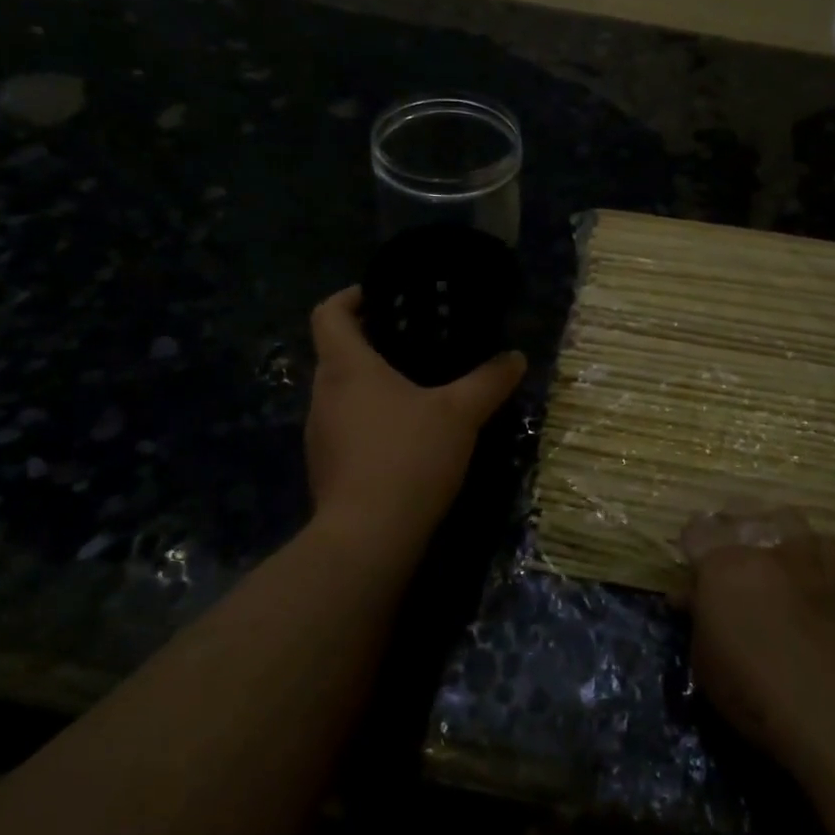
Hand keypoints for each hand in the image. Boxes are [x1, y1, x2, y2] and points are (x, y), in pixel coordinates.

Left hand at [306, 286, 525, 545]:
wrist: (369, 538)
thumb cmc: (409, 456)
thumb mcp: (461, 413)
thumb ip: (489, 381)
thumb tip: (515, 357)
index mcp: (346, 367)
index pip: (328, 313)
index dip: (351, 297)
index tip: (383, 297)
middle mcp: (323, 394)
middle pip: (336, 352)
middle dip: (371, 342)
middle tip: (417, 342)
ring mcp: (319, 434)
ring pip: (342, 392)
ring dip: (372, 384)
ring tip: (417, 388)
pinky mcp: (326, 467)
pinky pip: (347, 427)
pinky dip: (371, 420)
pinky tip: (407, 436)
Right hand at [679, 505, 834, 781]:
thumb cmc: (757, 695)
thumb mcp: (706, 663)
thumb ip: (698, 618)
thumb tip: (692, 598)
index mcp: (721, 564)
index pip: (696, 529)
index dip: (692, 546)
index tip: (692, 570)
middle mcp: (763, 547)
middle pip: (739, 515)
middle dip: (728, 532)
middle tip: (726, 562)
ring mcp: (807, 556)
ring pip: (783, 518)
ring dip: (771, 530)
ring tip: (768, 557)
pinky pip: (822, 545)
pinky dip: (810, 553)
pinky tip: (808, 574)